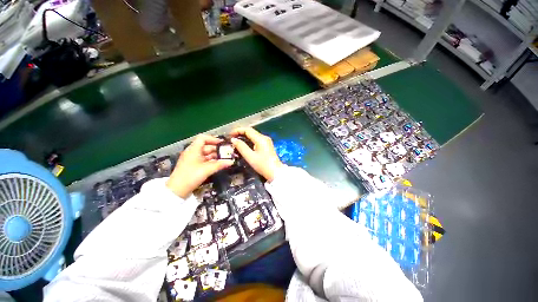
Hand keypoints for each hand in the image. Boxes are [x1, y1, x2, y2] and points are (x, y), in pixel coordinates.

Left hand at [166, 135, 233, 197]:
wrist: (177, 190)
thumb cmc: (191, 176)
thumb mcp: (207, 170)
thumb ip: (220, 165)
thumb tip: (231, 162)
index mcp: (193, 150)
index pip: (203, 138)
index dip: (213, 139)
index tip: (222, 143)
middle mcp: (193, 152)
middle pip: (206, 146)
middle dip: (217, 149)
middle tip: (227, 153)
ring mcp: (192, 159)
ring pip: (206, 154)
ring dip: (215, 156)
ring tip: (225, 159)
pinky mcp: (193, 166)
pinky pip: (204, 160)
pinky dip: (211, 161)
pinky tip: (218, 164)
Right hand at [230, 127, 282, 181]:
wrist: (275, 172)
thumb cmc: (262, 165)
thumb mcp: (250, 156)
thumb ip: (241, 147)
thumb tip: (233, 139)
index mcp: (260, 139)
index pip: (247, 130)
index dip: (237, 130)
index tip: (230, 135)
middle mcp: (264, 137)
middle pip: (250, 131)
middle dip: (240, 133)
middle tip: (231, 138)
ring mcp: (266, 141)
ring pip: (253, 135)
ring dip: (244, 137)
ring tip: (235, 141)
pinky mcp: (267, 145)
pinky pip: (256, 140)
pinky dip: (249, 141)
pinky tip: (244, 145)